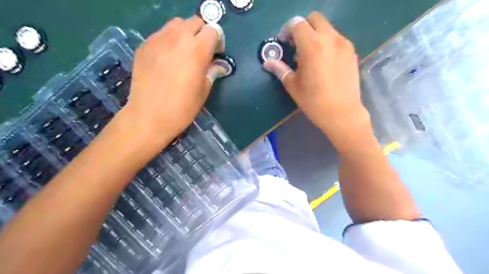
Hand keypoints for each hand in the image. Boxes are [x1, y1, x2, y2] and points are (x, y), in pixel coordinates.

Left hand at [120, 15, 217, 145]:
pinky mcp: (144, 45)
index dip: (217, 40)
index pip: (212, 30)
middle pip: (195, 22)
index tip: (216, 53)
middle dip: (202, 33)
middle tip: (201, 51)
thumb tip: (218, 66)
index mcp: (197, 51)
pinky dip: (169, 40)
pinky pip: (160, 34)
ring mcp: (158, 40)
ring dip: (185, 33)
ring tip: (184, 51)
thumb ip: (212, 72)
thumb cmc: (182, 107)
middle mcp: (178, 39)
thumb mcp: (203, 91)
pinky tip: (167, 58)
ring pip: (176, 24)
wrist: (149, 116)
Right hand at [266, 11, 373, 149]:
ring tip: (310, 56)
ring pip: (327, 28)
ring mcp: (344, 44)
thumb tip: (267, 63)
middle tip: (296, 46)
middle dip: (302, 27)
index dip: (287, 30)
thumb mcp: (293, 86)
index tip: (284, 43)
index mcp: (313, 46)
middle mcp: (331, 39)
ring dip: (315, 35)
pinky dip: (326, 43)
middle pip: (315, 19)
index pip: (297, 24)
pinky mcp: (352, 52)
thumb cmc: (314, 102)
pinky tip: (323, 62)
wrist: (342, 114)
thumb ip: (280, 69)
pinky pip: (337, 39)